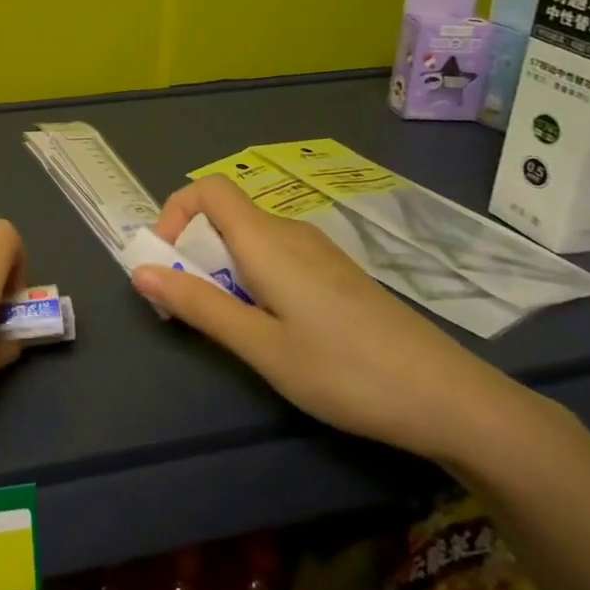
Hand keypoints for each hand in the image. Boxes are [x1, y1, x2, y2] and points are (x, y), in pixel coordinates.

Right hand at [130, 176, 542, 464]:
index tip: (164, 259)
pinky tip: (273, 327)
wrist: (450, 399)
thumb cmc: (345, 371)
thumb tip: (139, 271)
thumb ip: (199, 306)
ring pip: (251, 239)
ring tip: (230, 323)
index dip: (175, 211)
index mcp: (267, 240)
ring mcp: (319, 252)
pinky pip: (277, 256)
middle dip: (192, 250)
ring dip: (222, 268)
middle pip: (226, 215)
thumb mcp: (261, 346)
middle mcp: (291, 233)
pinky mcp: (337, 275)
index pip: (209, 189)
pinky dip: (253, 277)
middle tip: (189, 306)